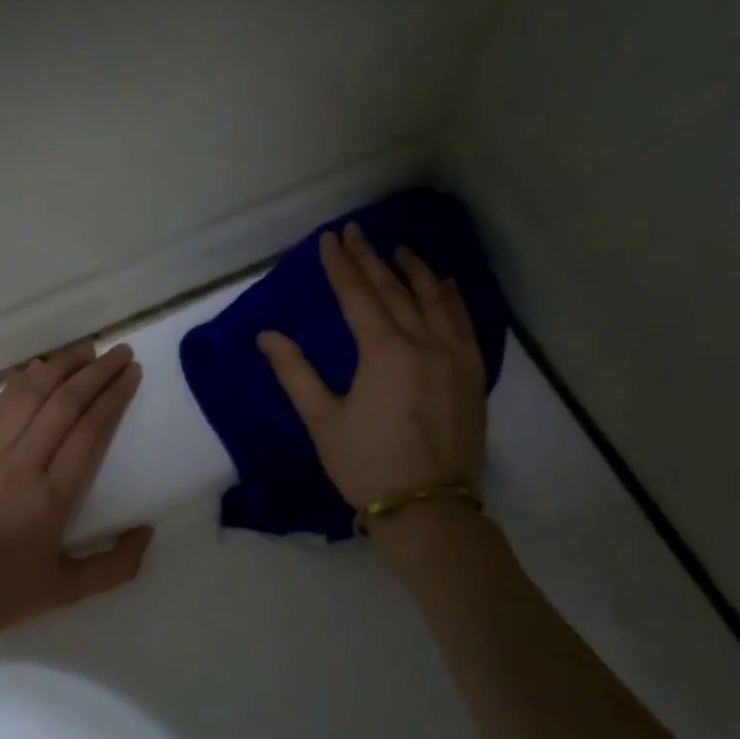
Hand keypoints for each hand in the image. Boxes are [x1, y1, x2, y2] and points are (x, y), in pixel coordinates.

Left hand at [0, 341, 153, 642]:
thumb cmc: (4, 598)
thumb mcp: (69, 591)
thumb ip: (117, 565)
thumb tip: (146, 531)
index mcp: (52, 498)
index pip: (89, 431)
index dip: (113, 396)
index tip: (131, 372)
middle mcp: (21, 466)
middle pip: (63, 404)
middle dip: (96, 372)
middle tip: (119, 352)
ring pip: (28, 397)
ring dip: (59, 368)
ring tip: (84, 350)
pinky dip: (20, 384)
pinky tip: (37, 371)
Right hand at [258, 221, 486, 512]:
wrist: (429, 507)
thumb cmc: (366, 465)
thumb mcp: (323, 421)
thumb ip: (295, 373)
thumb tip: (267, 336)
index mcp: (384, 351)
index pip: (359, 295)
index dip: (342, 265)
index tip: (331, 238)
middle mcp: (424, 343)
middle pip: (395, 290)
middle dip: (372, 259)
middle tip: (358, 231)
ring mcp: (455, 356)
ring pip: (435, 300)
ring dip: (415, 271)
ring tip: (401, 250)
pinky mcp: (472, 374)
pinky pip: (463, 322)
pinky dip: (451, 298)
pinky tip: (446, 286)